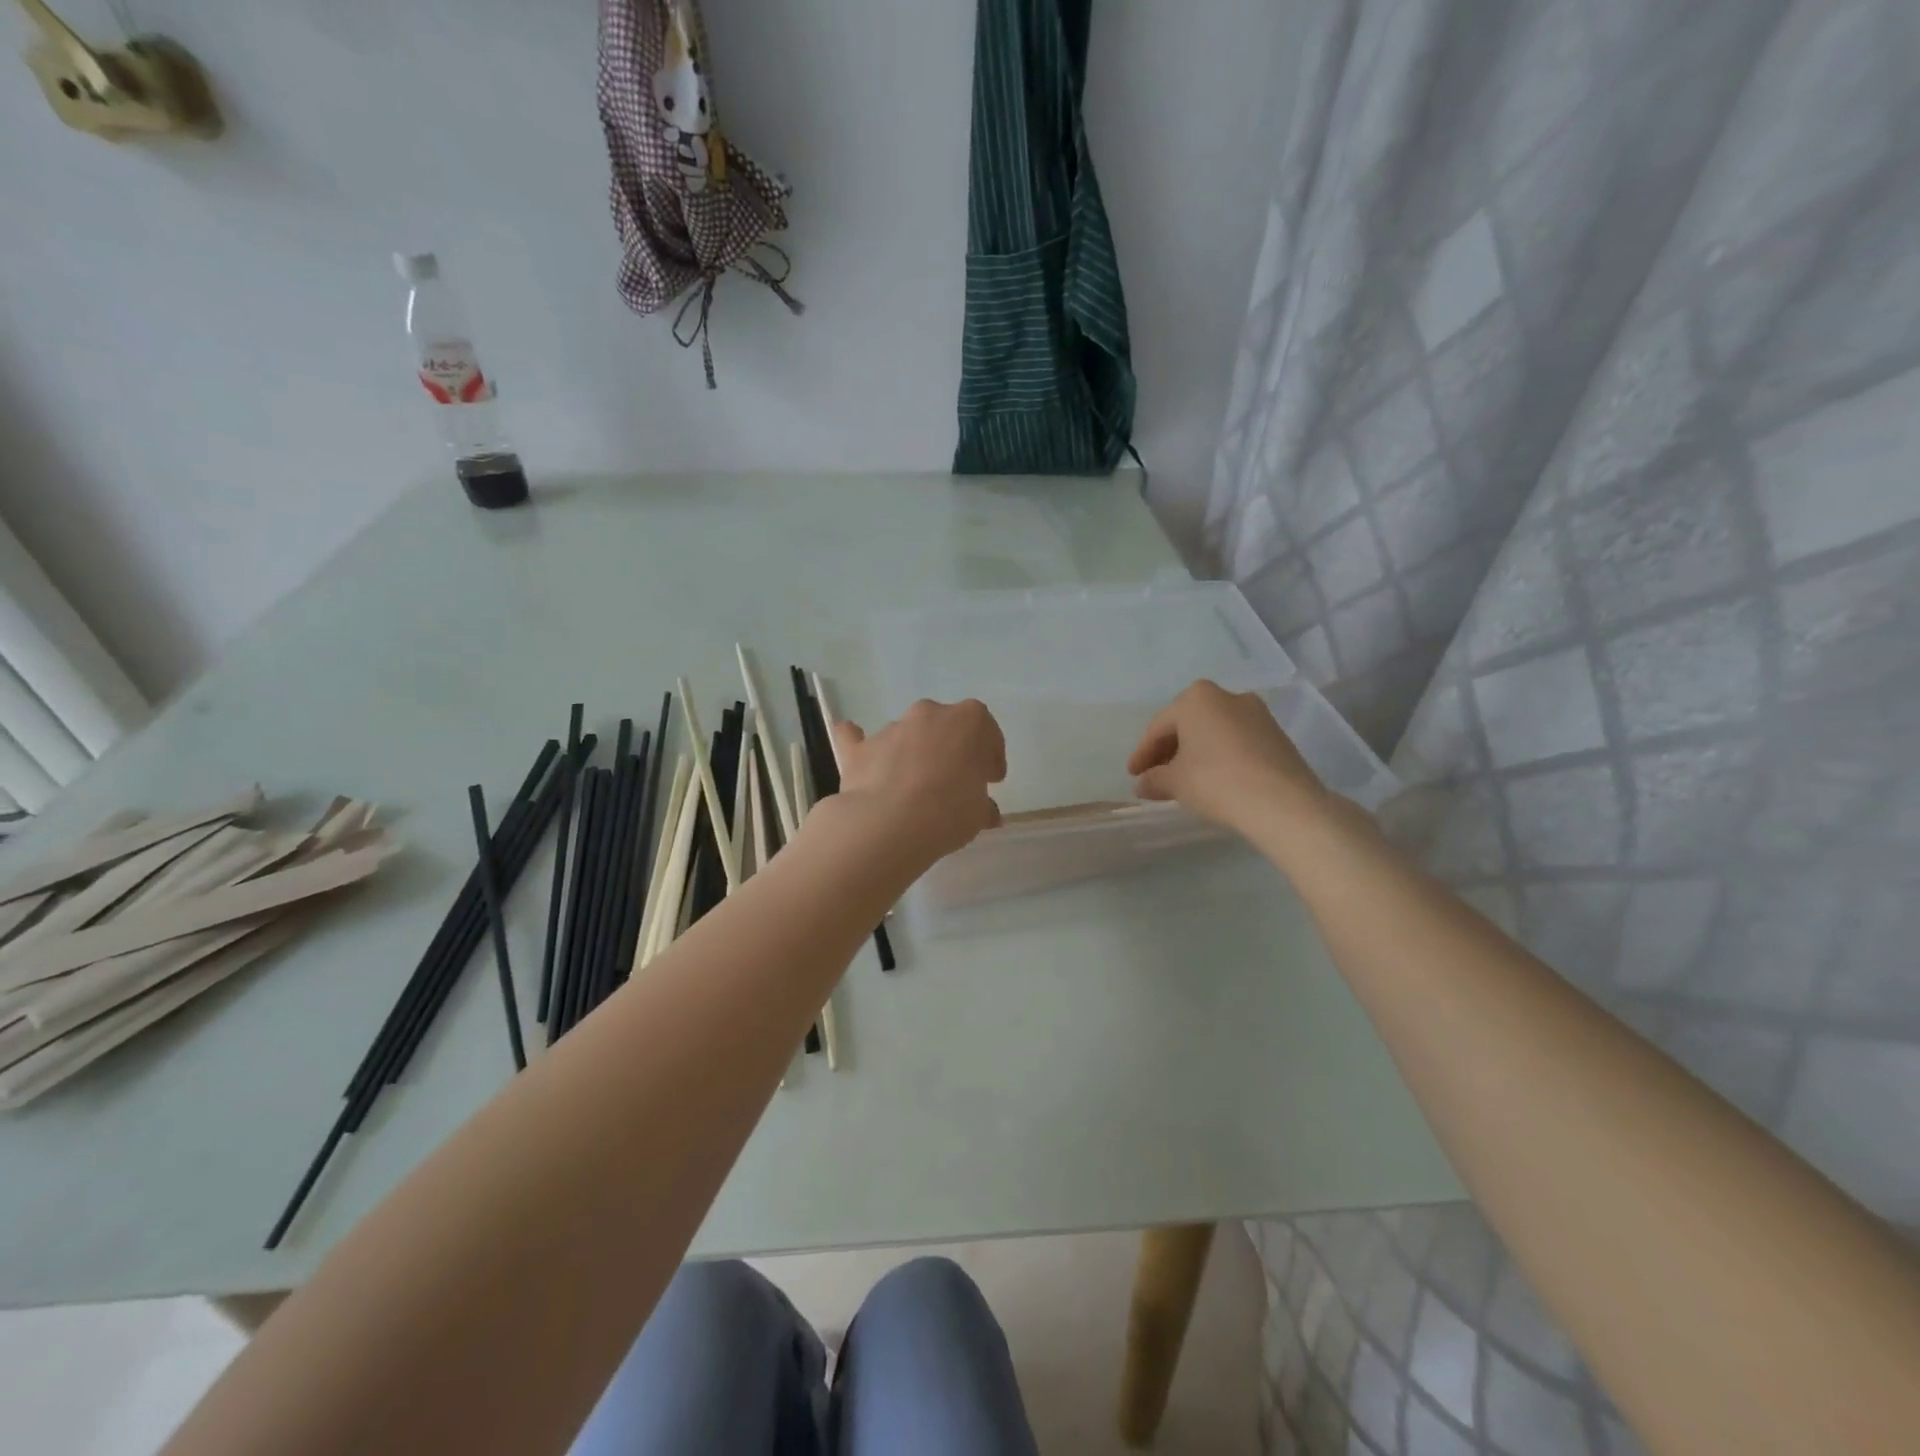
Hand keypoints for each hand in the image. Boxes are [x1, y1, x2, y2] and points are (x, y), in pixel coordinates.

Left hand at [829, 699, 1005, 865]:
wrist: (889, 824)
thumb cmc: (948, 812)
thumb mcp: (978, 814)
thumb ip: (983, 806)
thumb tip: (986, 812)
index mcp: (968, 721)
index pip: (986, 730)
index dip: (990, 754)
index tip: (991, 779)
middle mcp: (929, 715)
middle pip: (945, 727)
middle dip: (951, 749)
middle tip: (954, 780)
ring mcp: (892, 728)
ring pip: (908, 735)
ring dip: (914, 754)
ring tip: (914, 789)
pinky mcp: (860, 748)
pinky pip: (857, 738)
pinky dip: (859, 742)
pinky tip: (857, 745)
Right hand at [1128, 680, 1328, 836]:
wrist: (1283, 803)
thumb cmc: (1216, 782)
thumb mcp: (1174, 782)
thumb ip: (1154, 779)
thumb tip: (1143, 783)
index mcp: (1196, 698)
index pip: (1159, 727)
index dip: (1142, 754)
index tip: (1133, 775)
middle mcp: (1227, 696)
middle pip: (1187, 724)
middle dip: (1169, 751)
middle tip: (1156, 776)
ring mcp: (1257, 713)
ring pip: (1213, 732)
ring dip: (1195, 753)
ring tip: (1184, 780)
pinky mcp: (1277, 735)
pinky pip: (1236, 741)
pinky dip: (1220, 756)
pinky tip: (1214, 779)